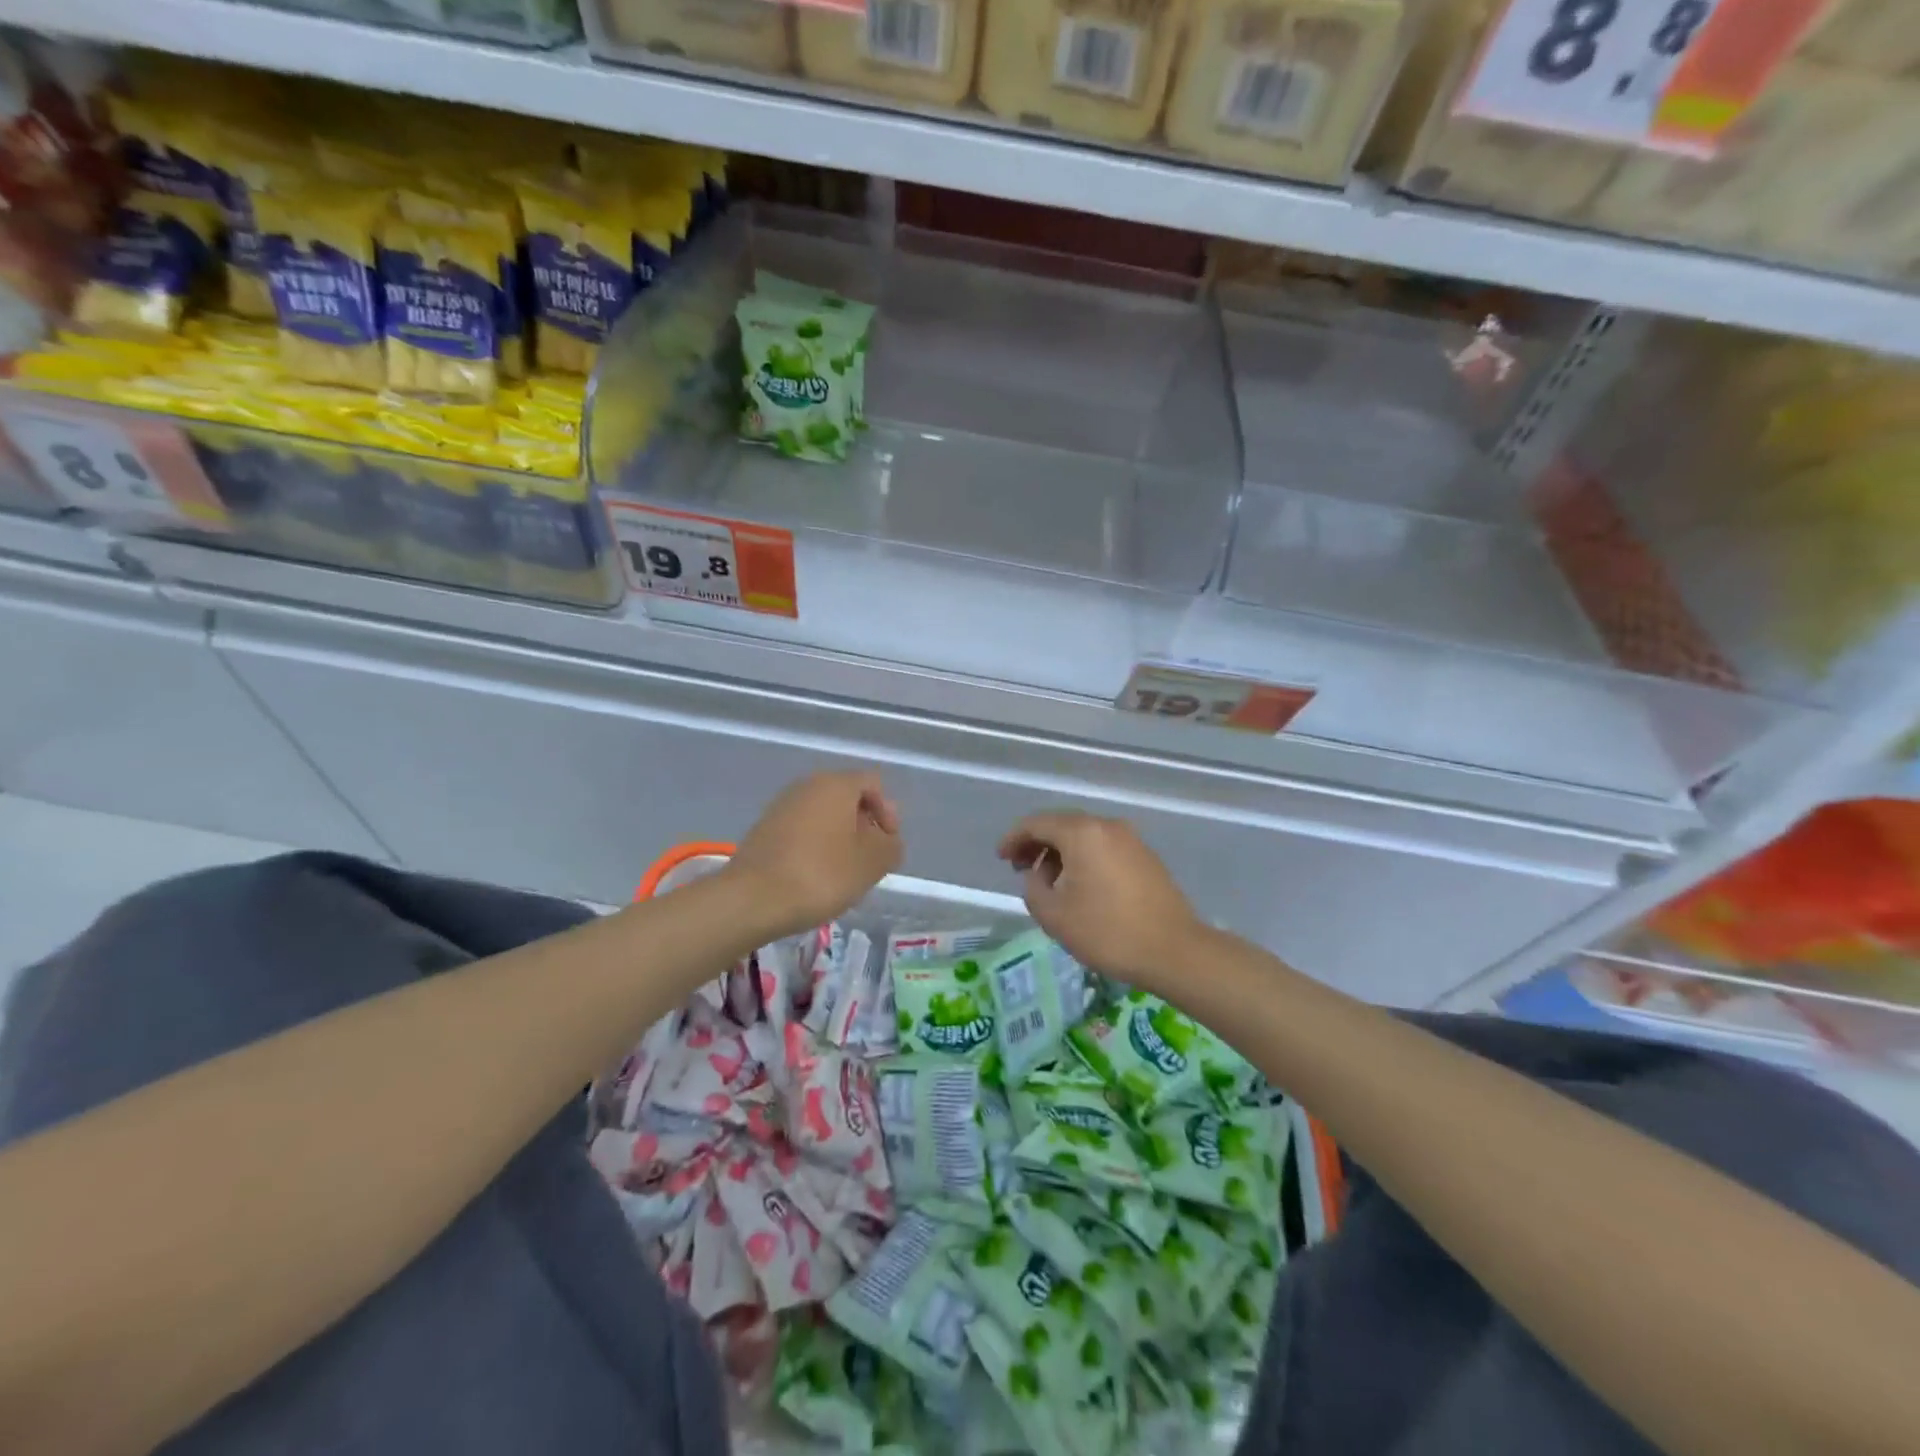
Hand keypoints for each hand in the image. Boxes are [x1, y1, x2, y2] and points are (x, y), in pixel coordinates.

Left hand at [727, 771, 902, 937]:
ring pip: (823, 815)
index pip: (874, 784)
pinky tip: (815, 877)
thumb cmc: (821, 874)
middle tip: (869, 861)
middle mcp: (807, 786)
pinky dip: (815, 847)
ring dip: (839, 838)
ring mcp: (781, 806)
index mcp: (836, 784)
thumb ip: (891, 846)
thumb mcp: (872, 863)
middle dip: (864, 826)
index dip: (888, 812)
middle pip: (847, 797)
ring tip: (843, 873)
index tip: (887, 845)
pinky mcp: (764, 829)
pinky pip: (802, 830)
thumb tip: (887, 841)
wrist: (752, 899)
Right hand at [997, 812, 1204, 987]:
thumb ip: (1034, 888)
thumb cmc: (1108, 932)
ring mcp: (1131, 839)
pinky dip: (1084, 859)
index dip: (1014, 838)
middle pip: (1062, 825)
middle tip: (1020, 869)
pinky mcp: (1146, 857)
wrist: (1175, 951)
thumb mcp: (1055, 916)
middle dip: (1037, 844)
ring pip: (1084, 836)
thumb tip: (1039, 875)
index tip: (1001, 858)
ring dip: (1061, 853)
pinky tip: (1080, 886)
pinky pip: (1104, 848)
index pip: (1037, 823)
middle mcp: (1107, 826)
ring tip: (1049, 883)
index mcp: (1082, 833)